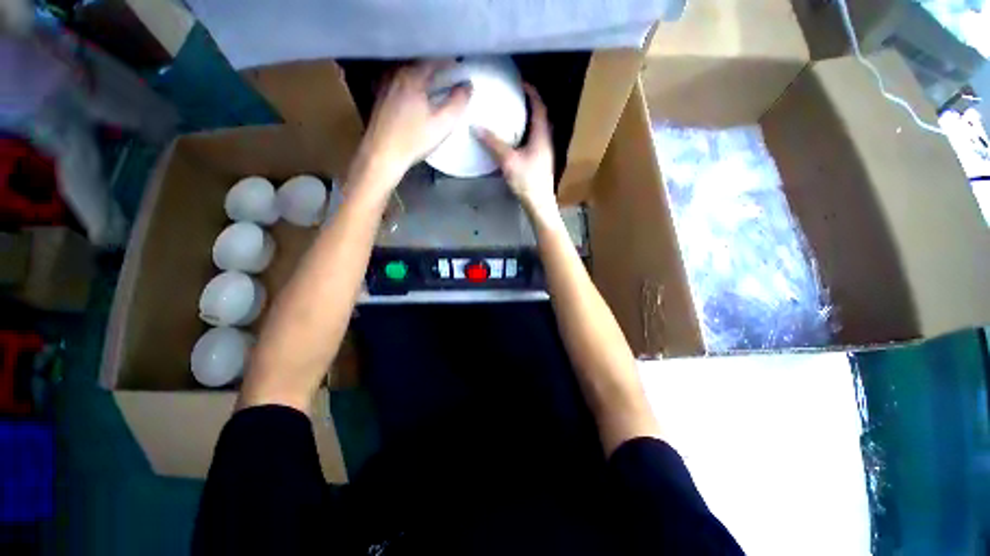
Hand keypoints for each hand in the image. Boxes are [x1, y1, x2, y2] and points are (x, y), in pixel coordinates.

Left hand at [356, 60, 470, 185]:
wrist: (382, 154)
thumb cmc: (414, 140)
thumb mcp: (442, 124)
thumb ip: (457, 103)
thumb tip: (468, 86)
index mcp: (411, 76)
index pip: (434, 60)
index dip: (449, 62)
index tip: (461, 70)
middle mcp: (396, 74)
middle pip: (419, 63)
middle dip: (436, 67)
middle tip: (450, 76)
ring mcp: (385, 84)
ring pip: (408, 72)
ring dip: (423, 75)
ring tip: (436, 85)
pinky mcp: (380, 96)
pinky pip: (399, 81)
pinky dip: (412, 83)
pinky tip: (417, 95)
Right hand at [476, 84, 557, 220]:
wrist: (539, 203)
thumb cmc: (527, 181)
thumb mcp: (508, 161)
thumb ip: (493, 143)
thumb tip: (476, 126)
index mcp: (541, 135)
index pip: (539, 106)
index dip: (531, 92)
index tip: (519, 82)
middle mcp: (546, 140)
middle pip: (539, 116)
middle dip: (528, 103)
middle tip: (512, 97)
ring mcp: (544, 151)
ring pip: (536, 129)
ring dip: (526, 119)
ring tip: (511, 114)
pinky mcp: (540, 161)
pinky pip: (533, 140)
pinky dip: (524, 133)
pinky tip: (513, 139)